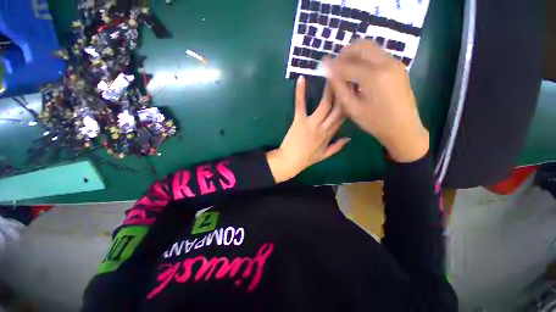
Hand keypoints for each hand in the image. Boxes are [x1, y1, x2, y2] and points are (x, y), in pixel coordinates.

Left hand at [267, 76, 349, 182]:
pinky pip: (301, 105)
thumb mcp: (324, 155)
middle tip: (349, 75)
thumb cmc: (306, 159)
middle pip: (338, 108)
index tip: (355, 91)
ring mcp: (312, 123)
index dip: (350, 104)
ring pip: (325, 105)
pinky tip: (301, 79)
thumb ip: (337, 147)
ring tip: (333, 73)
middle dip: (345, 92)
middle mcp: (324, 127)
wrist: (290, 161)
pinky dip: (300, 93)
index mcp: (330, 135)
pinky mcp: (299, 121)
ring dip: (330, 89)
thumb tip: (349, 138)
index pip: (343, 117)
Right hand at [325, 40, 428, 162]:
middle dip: (344, 53)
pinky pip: (377, 54)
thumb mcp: (353, 109)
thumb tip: (329, 74)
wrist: (404, 128)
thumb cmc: (376, 122)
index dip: (332, 65)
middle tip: (334, 65)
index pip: (347, 65)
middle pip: (361, 46)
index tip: (321, 65)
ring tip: (344, 69)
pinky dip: (364, 58)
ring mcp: (394, 63)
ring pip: (370, 47)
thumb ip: (340, 89)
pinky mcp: (398, 66)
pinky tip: (358, 73)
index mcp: (374, 76)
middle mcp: (386, 63)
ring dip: (354, 54)